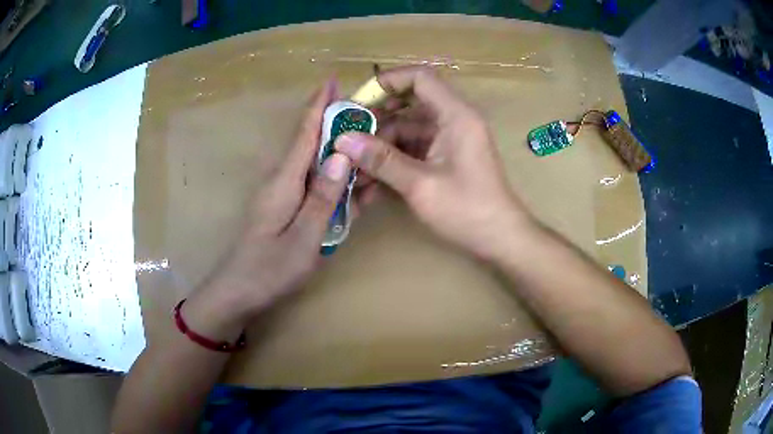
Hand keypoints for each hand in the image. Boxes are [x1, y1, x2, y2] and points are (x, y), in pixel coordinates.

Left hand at [184, 79, 352, 335]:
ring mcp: (284, 195)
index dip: (318, 105)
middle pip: (313, 145)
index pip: (304, 133)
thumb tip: (342, 155)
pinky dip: (336, 187)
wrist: (239, 293)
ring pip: (318, 167)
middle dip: (340, 130)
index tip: (331, 80)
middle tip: (372, 127)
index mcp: (284, 181)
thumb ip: (323, 197)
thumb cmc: (269, 270)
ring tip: (372, 164)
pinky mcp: (287, 208)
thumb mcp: (303, 238)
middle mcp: (283, 180)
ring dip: (344, 162)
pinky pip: (315, 188)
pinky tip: (356, 194)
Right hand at [336, 66, 531, 259]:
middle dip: (377, 118)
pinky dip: (394, 158)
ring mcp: (450, 138)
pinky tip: (372, 178)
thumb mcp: (420, 185)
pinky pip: (414, 146)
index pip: (419, 78)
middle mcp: (454, 119)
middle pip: (409, 102)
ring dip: (381, 144)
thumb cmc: (467, 210)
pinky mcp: (446, 156)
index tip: (358, 102)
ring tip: (354, 165)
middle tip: (347, 136)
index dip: (387, 82)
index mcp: (456, 115)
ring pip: (408, 127)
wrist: (500, 238)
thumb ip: (381, 160)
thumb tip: (343, 141)